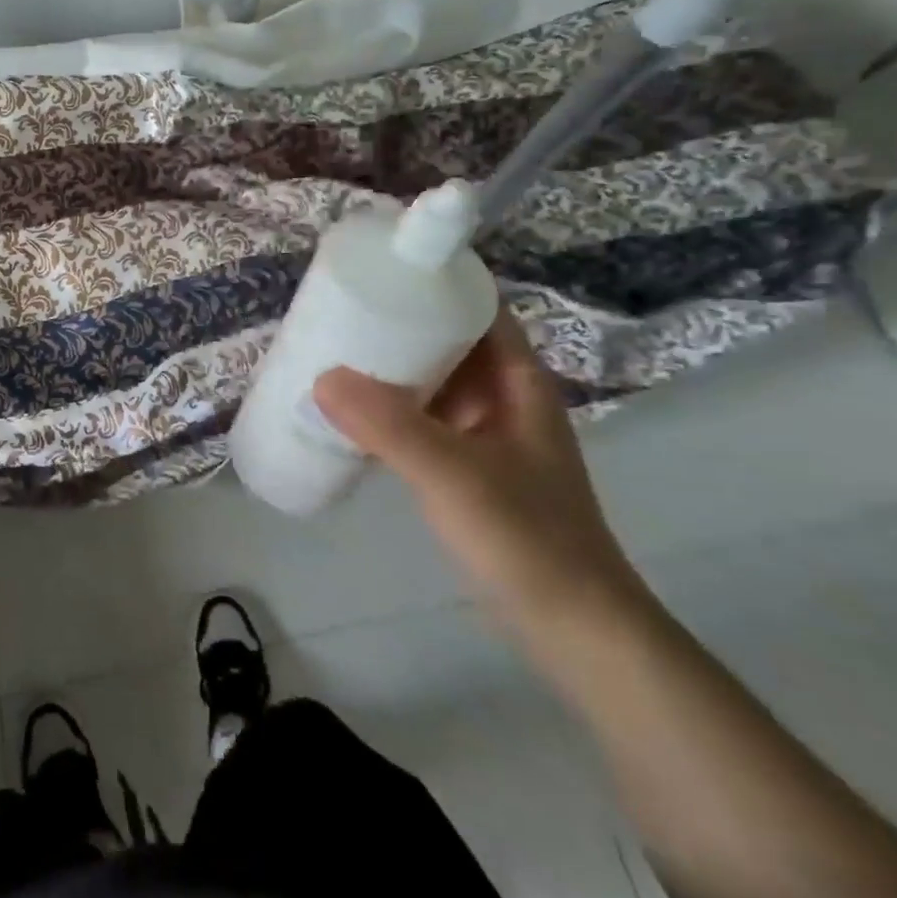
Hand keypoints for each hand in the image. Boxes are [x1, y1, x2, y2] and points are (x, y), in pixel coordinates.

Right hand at [312, 310, 644, 631]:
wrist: (574, 632)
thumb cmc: (525, 538)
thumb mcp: (453, 474)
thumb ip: (388, 426)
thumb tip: (321, 377)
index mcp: (516, 381)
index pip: (478, 307)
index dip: (434, 280)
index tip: (379, 266)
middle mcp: (502, 398)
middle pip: (447, 340)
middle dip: (396, 322)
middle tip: (336, 308)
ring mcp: (484, 435)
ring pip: (431, 381)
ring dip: (388, 367)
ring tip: (331, 351)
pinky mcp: (466, 468)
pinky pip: (420, 419)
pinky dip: (387, 409)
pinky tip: (347, 413)